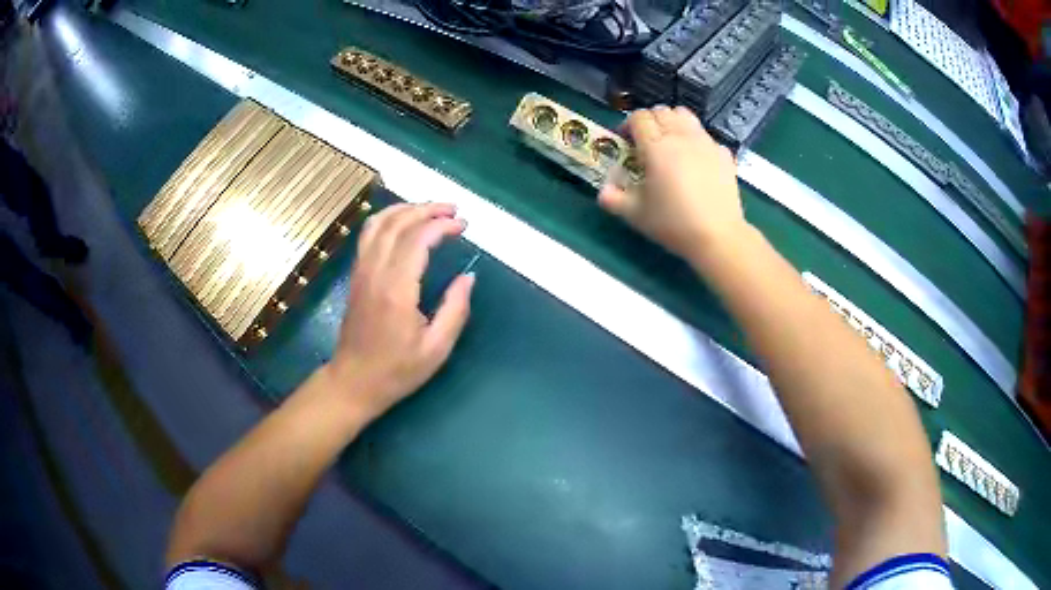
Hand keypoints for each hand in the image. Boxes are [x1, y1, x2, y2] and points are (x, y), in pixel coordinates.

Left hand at [328, 203, 474, 420]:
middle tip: (453, 210)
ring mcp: (361, 272)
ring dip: (405, 209)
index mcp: (397, 290)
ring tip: (429, 209)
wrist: (353, 382)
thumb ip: (455, 310)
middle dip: (427, 209)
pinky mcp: (356, 276)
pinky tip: (402, 222)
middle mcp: (375, 273)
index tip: (463, 225)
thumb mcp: (436, 349)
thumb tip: (468, 278)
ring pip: (378, 224)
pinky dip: (387, 220)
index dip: (442, 225)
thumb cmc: (397, 371)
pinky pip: (368, 236)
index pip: (417, 239)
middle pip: (397, 223)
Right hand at [599, 106, 749, 262]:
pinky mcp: (724, 154)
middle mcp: (680, 136)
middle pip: (662, 111)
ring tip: (670, 143)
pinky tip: (695, 159)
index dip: (628, 126)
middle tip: (646, 142)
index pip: (638, 118)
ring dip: (673, 123)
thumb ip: (613, 199)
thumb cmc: (673, 223)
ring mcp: (705, 143)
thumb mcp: (635, 214)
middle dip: (650, 121)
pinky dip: (696, 140)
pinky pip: (706, 136)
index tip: (626, 142)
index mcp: (656, 146)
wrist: (717, 236)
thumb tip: (603, 191)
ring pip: (685, 115)